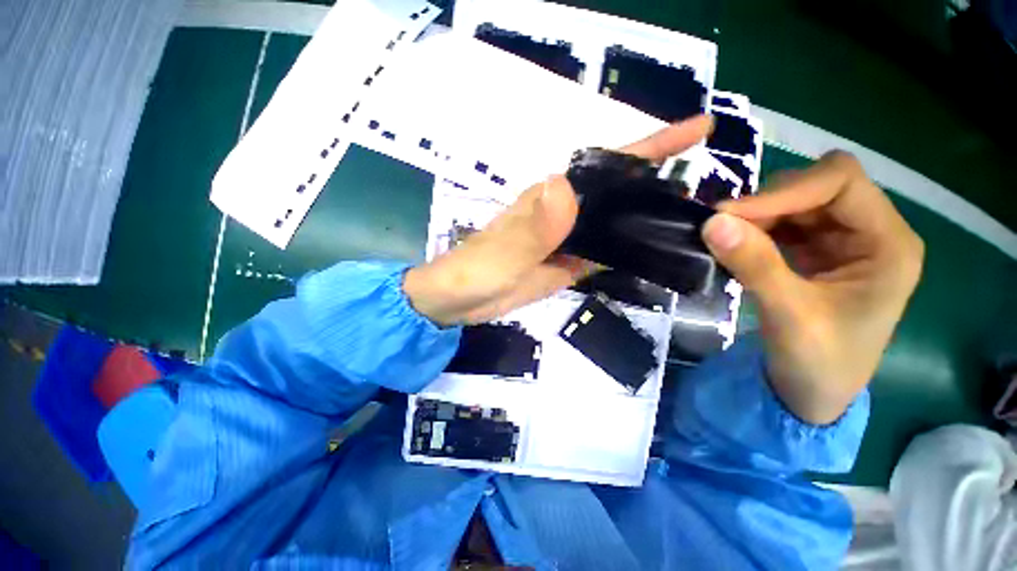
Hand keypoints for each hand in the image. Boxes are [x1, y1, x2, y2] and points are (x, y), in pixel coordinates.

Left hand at [404, 116, 713, 325]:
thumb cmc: (473, 273)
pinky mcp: (566, 264)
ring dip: (647, 220)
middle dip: (661, 184)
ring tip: (692, 223)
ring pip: (614, 224)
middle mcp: (564, 213)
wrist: (458, 301)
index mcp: (551, 199)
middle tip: (709, 191)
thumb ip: (533, 227)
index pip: (607, 165)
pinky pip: (603, 253)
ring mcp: (568, 240)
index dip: (651, 147)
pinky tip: (651, 255)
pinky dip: (627, 252)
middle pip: (618, 193)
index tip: (698, 131)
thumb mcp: (503, 253)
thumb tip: (565, 186)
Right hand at [702, 151, 924, 424]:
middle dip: (767, 202)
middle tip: (721, 227)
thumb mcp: (789, 315)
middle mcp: (871, 231)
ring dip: (757, 215)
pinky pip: (782, 223)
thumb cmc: (819, 363)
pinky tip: (736, 245)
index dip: (785, 190)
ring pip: (796, 201)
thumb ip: (755, 265)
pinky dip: (754, 228)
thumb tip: (712, 222)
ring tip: (724, 239)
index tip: (730, 215)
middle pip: (817, 186)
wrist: (812, 394)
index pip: (841, 182)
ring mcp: (843, 240)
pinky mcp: (817, 251)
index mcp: (889, 244)